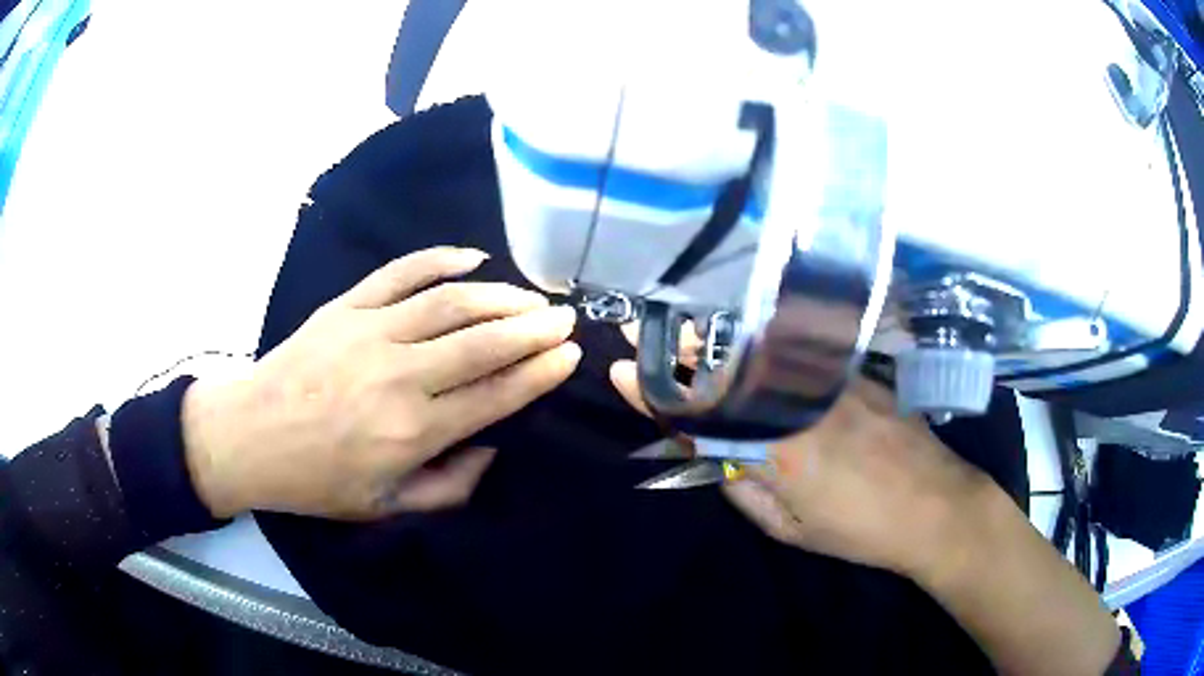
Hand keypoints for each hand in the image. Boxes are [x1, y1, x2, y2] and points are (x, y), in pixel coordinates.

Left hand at [183, 247, 581, 519]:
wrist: (251, 436)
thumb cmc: (317, 480)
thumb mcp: (385, 508)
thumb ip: (447, 488)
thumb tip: (490, 450)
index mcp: (412, 432)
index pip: (494, 394)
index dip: (539, 372)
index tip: (569, 354)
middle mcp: (399, 377)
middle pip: (482, 342)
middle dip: (533, 328)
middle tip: (564, 318)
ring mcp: (370, 332)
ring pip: (449, 303)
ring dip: (499, 296)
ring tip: (530, 296)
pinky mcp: (346, 307)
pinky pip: (400, 273)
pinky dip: (440, 259)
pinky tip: (472, 257)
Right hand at [610, 359, 993, 578]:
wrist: (934, 504)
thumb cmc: (858, 529)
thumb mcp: (789, 529)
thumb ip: (743, 489)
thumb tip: (712, 456)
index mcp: (775, 449)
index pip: (700, 416)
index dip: (655, 394)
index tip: (621, 372)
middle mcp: (797, 403)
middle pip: (725, 369)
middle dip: (677, 350)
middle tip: (640, 330)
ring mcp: (828, 382)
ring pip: (758, 351)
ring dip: (713, 341)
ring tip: (682, 331)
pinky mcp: (853, 372)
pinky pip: (795, 349)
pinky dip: (760, 340)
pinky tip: (747, 334)